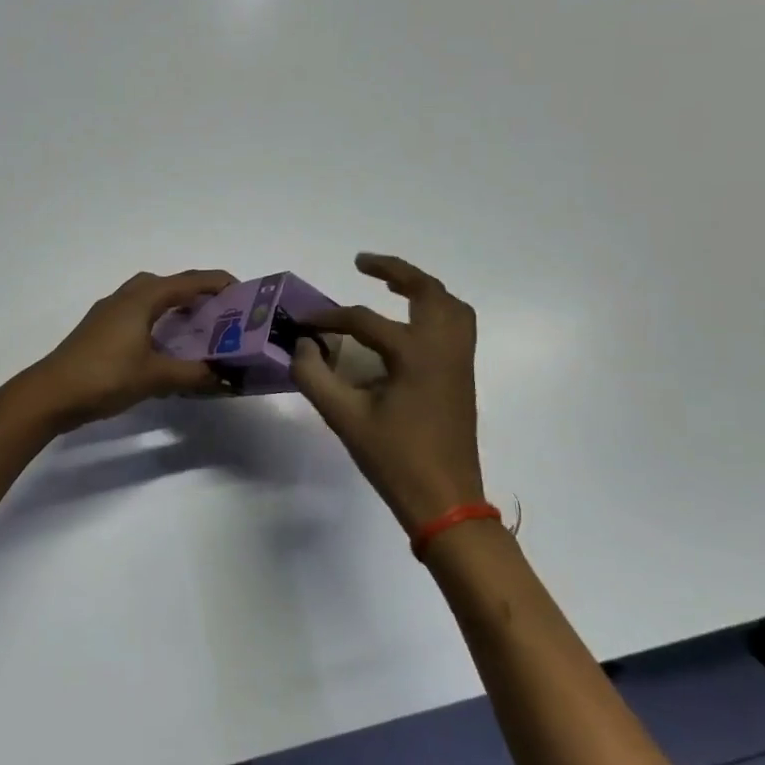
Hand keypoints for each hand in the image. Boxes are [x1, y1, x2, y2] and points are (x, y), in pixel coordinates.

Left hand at [24, 269, 236, 428]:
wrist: (51, 393)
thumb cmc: (105, 377)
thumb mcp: (155, 377)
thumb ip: (193, 374)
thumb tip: (225, 377)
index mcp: (141, 299)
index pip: (188, 281)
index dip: (218, 283)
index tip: (245, 293)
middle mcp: (125, 297)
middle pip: (168, 284)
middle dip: (196, 294)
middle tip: (221, 315)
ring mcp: (108, 313)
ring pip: (149, 299)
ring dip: (174, 308)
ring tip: (198, 331)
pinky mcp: (99, 330)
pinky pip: (137, 315)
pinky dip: (157, 323)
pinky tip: (165, 349)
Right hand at [291, 254, 483, 529]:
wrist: (445, 501)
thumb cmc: (394, 459)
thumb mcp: (345, 418)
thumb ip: (315, 376)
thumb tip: (302, 346)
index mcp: (415, 355)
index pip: (364, 321)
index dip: (329, 317)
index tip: (302, 322)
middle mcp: (443, 349)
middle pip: (428, 292)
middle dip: (396, 271)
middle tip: (362, 263)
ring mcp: (459, 362)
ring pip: (451, 307)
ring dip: (422, 288)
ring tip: (392, 285)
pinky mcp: (462, 377)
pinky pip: (456, 326)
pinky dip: (435, 310)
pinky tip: (409, 324)